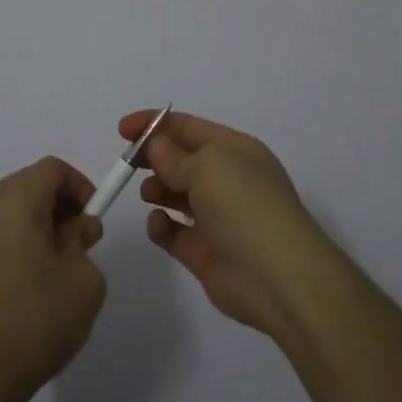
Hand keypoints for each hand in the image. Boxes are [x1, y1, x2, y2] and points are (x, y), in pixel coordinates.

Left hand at [0, 157, 108, 401]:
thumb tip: (73, 230)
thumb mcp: (84, 281)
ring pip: (5, 210)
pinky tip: (19, 286)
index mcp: (15, 200)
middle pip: (26, 185)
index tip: (92, 219)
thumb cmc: (36, 322)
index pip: (52, 169)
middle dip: (56, 205)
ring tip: (49, 267)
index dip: (79, 186)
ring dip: (31, 224)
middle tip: (76, 242)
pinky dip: (8, 243)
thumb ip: (83, 242)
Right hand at [125, 109, 333, 336]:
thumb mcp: (208, 166)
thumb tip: (156, 146)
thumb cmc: (245, 206)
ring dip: (157, 189)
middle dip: (153, 157)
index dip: (154, 124)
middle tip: (128, 163)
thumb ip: (174, 156)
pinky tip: (158, 224)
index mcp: (234, 150)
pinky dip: (161, 226)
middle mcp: (227, 179)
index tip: (122, 130)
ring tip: (149, 193)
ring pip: (176, 194)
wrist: (279, 278)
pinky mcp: (204, 252)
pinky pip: (174, 232)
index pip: (188, 127)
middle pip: (180, 159)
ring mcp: (216, 217)